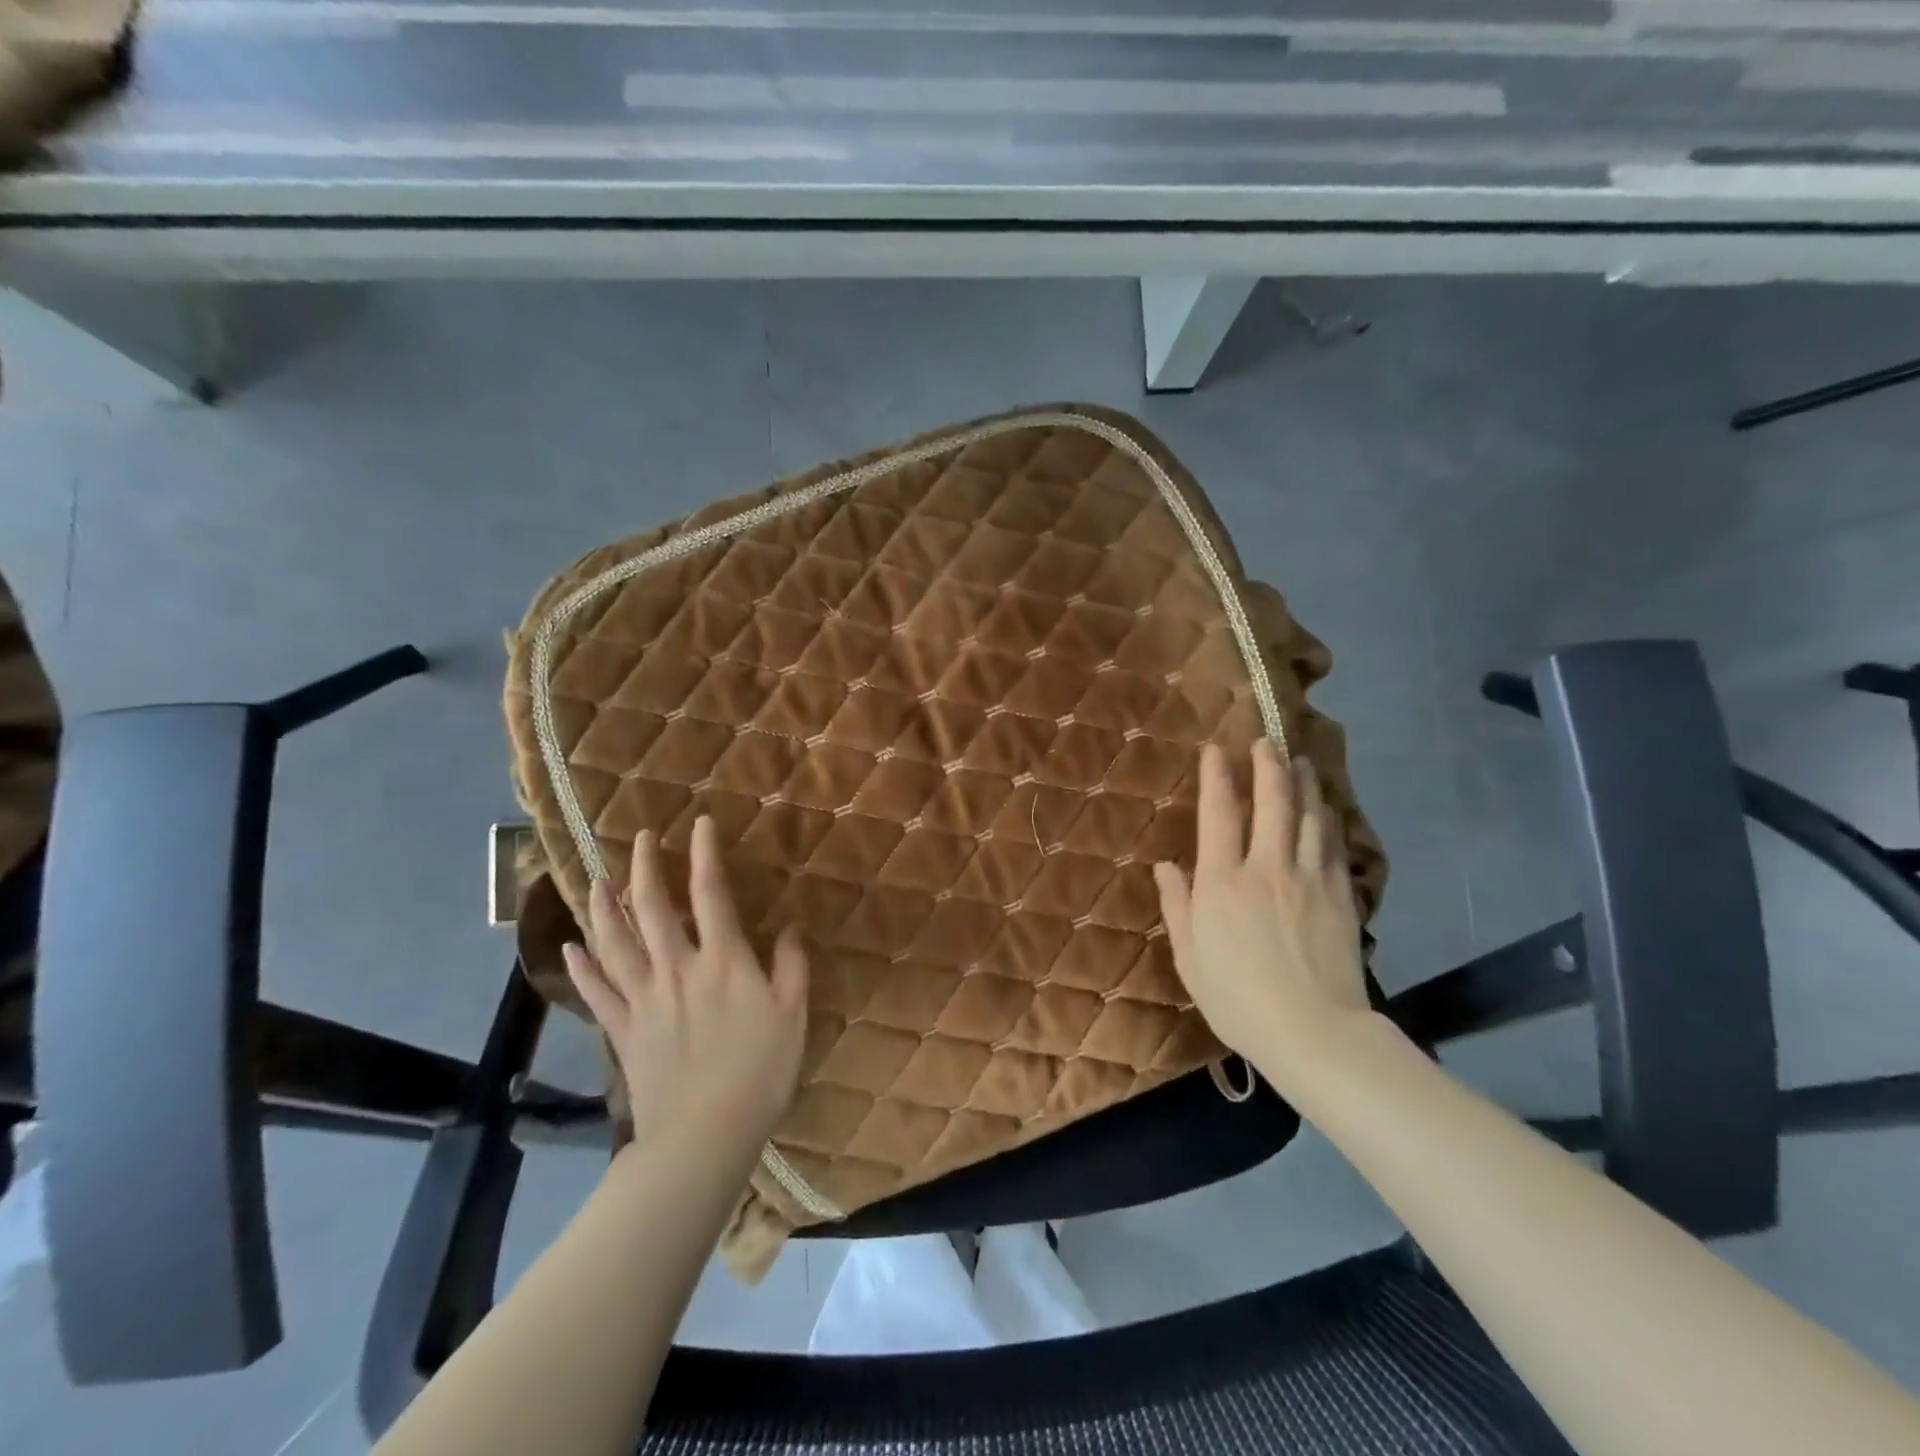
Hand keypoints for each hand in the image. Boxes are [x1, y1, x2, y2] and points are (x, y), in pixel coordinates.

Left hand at [562, 816, 808, 1155]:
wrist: (704, 1136)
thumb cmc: (759, 1072)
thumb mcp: (794, 1014)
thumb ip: (791, 965)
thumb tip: (789, 926)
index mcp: (722, 961)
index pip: (710, 893)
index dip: (704, 854)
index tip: (698, 824)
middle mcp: (676, 968)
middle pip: (652, 908)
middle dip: (645, 867)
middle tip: (641, 838)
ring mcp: (643, 999)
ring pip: (615, 942)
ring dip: (603, 906)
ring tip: (598, 879)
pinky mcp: (623, 1030)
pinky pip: (597, 991)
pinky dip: (581, 965)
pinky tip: (571, 946)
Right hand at [1153, 740, 1369, 1079]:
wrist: (1315, 1033)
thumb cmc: (1238, 1000)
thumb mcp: (1190, 958)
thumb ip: (1177, 907)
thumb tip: (1165, 867)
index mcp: (1222, 883)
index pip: (1218, 815)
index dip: (1216, 777)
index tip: (1216, 749)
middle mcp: (1266, 868)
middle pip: (1270, 802)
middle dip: (1267, 766)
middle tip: (1266, 740)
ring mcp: (1308, 878)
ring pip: (1308, 816)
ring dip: (1303, 783)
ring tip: (1301, 760)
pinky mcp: (1339, 895)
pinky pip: (1332, 844)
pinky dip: (1328, 819)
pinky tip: (1327, 808)